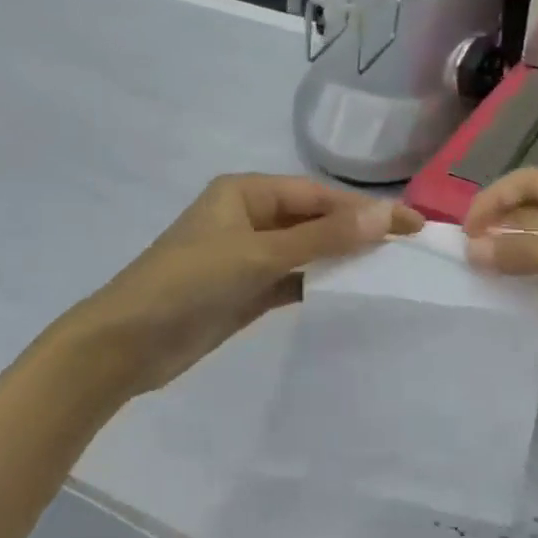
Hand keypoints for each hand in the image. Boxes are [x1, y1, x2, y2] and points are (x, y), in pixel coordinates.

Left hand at [82, 174, 422, 397]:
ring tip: (391, 270)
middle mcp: (249, 217)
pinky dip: (320, 284)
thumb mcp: (258, 254)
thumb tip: (385, 216)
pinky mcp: (246, 291)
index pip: (318, 196)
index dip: (365, 209)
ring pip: (307, 250)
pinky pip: (294, 279)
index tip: (411, 226)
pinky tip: (352, 292)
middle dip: (357, 232)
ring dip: (342, 258)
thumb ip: (322, 237)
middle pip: (315, 220)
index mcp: (246, 192)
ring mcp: (247, 256)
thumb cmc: (188, 283)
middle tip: (409, 249)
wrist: (126, 345)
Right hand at [463, 169, 537, 390]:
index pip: (535, 184)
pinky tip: (514, 317)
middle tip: (465, 264)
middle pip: (536, 221)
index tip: (466, 231)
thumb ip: (533, 254)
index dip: (498, 199)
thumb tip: (473, 249)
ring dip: (515, 270)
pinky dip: (537, 303)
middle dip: (502, 235)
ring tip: (479, 289)